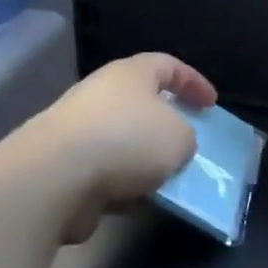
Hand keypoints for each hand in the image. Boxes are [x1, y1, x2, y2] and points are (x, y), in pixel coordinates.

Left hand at [33, 53, 216, 243]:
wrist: (55, 177)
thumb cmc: (127, 141)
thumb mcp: (180, 137)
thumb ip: (186, 137)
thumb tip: (173, 147)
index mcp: (131, 74)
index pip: (168, 65)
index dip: (193, 82)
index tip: (212, 105)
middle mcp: (101, 94)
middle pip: (141, 103)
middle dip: (166, 124)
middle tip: (188, 143)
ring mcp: (78, 130)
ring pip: (123, 141)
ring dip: (144, 160)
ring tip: (168, 180)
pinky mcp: (63, 165)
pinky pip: (105, 172)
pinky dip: (123, 185)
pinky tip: (138, 202)